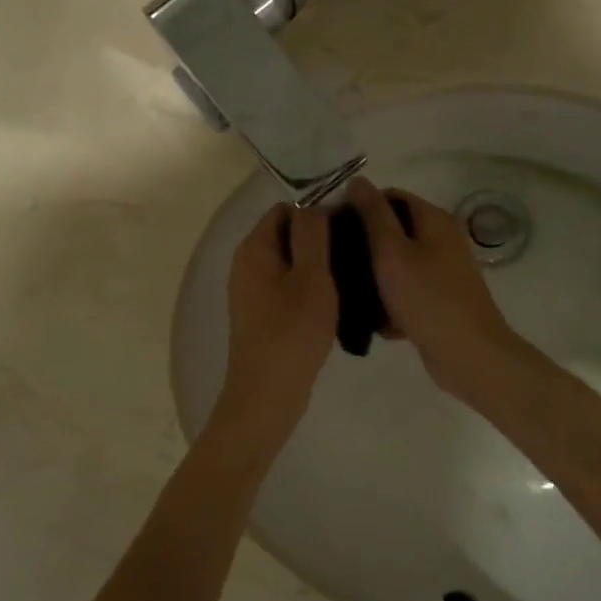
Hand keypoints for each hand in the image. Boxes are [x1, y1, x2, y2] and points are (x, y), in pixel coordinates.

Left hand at [213, 203, 337, 439]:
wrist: (267, 393)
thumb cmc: (292, 332)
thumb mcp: (311, 277)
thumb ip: (312, 235)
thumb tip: (314, 206)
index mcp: (254, 249)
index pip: (284, 210)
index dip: (316, 212)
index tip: (348, 228)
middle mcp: (247, 265)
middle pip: (286, 235)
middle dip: (319, 240)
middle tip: (354, 254)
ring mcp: (252, 292)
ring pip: (290, 264)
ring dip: (316, 267)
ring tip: (349, 278)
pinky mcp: (261, 315)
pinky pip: (287, 288)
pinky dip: (308, 290)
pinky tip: (333, 303)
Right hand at [347, 177, 519, 396]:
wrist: (467, 353)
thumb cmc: (426, 297)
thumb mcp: (391, 252)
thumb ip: (372, 215)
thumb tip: (357, 180)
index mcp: (434, 220)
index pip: (391, 196)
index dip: (359, 206)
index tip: (332, 227)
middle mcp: (443, 239)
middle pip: (394, 230)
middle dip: (364, 244)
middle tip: (334, 261)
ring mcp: (444, 271)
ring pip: (398, 264)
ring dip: (374, 276)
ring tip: (347, 291)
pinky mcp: (440, 299)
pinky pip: (407, 291)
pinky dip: (391, 300)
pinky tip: (372, 320)